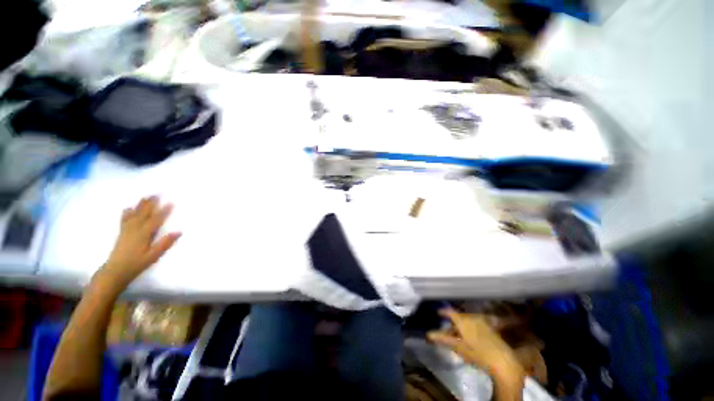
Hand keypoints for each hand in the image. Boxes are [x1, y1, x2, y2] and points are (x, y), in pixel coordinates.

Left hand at [97, 196, 180, 287]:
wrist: (114, 271)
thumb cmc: (136, 264)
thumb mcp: (153, 256)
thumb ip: (165, 243)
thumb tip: (179, 231)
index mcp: (144, 234)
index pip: (156, 220)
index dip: (164, 211)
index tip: (171, 202)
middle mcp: (135, 229)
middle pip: (144, 214)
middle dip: (151, 203)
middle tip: (157, 193)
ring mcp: (127, 230)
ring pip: (135, 214)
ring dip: (141, 205)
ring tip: (146, 197)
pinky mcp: (122, 233)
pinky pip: (124, 220)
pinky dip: (127, 213)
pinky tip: (129, 208)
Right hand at [428, 310, 523, 376]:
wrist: (501, 360)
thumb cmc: (477, 353)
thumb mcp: (458, 347)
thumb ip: (443, 339)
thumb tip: (428, 334)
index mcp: (463, 320)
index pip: (450, 312)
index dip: (443, 312)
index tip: (438, 313)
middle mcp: (472, 318)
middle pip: (459, 317)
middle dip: (452, 323)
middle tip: (447, 331)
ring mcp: (483, 322)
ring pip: (468, 321)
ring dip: (462, 326)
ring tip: (458, 335)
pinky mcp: (491, 329)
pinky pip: (477, 324)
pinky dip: (471, 328)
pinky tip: (472, 337)